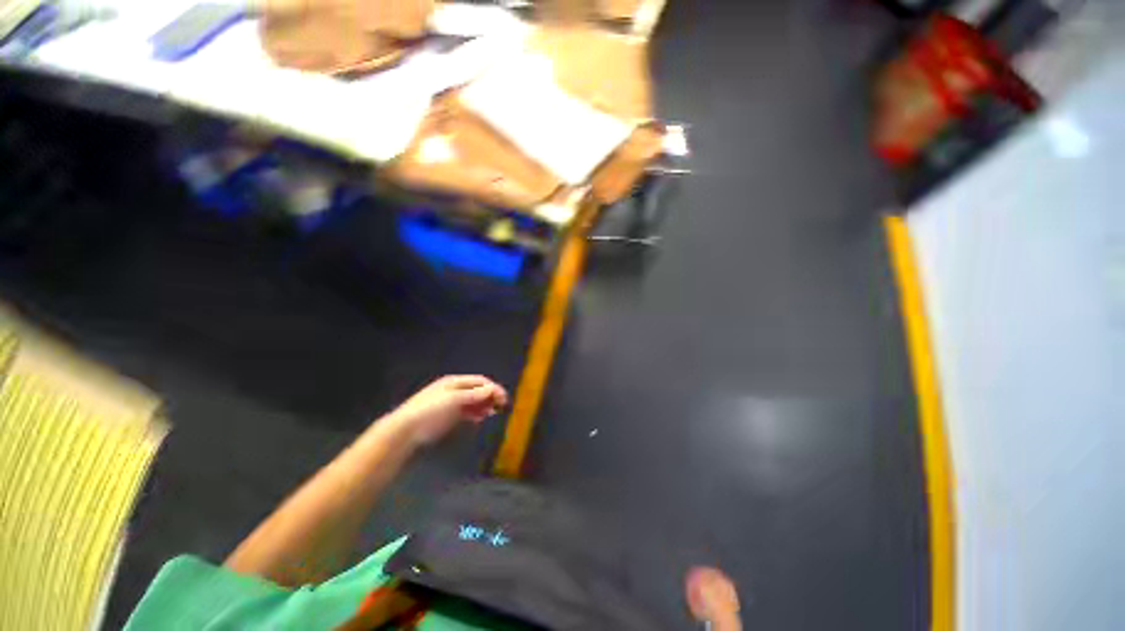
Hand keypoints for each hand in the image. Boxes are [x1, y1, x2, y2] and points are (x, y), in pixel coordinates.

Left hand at [389, 375, 508, 445]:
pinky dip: (475, 413)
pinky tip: (479, 418)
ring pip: (473, 401)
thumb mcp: (453, 400)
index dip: (493, 388)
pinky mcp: (448, 416)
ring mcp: (451, 403)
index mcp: (454, 382)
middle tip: (500, 406)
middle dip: (490, 396)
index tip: (503, 398)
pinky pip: (466, 411)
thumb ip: (474, 395)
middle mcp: (454, 390)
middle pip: (477, 390)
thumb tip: (492, 389)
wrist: (406, 430)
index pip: (479, 381)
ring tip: (492, 413)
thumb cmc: (430, 410)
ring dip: (484, 405)